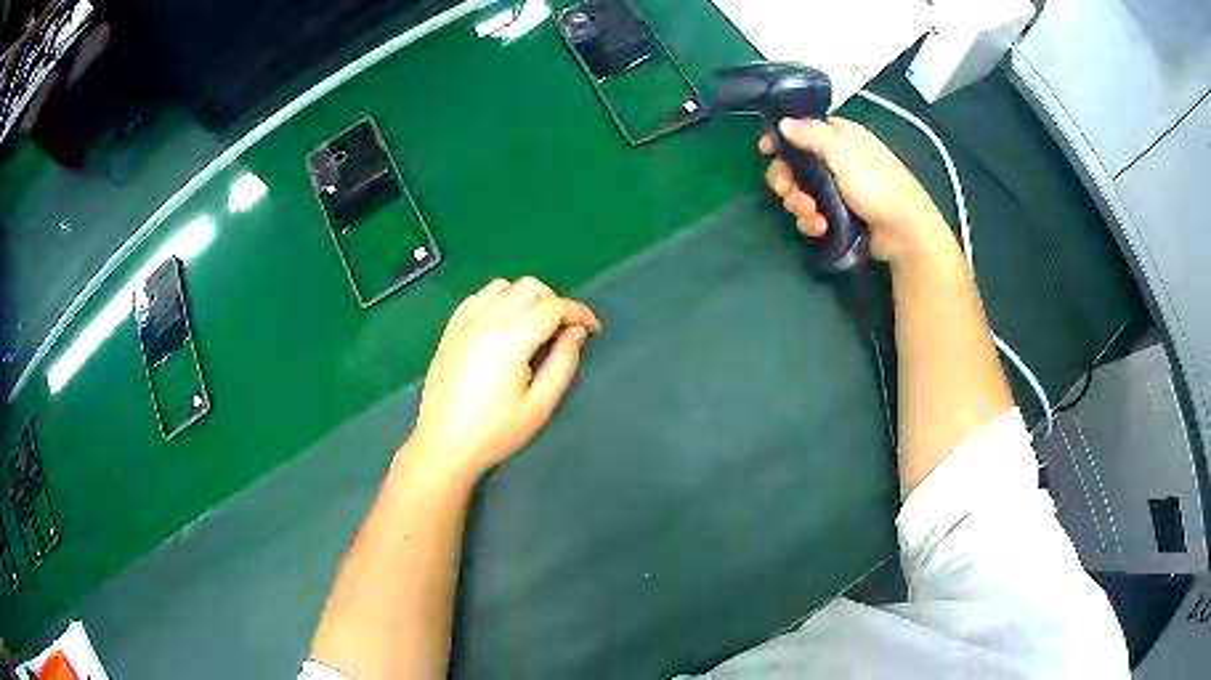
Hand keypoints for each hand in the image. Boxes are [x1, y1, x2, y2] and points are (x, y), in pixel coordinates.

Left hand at [404, 277, 601, 482]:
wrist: (444, 445)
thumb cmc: (495, 432)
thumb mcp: (540, 405)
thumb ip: (563, 363)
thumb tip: (576, 333)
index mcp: (511, 339)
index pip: (553, 306)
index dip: (579, 312)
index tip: (593, 329)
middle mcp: (486, 320)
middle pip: (529, 286)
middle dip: (554, 301)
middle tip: (563, 331)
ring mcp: (464, 322)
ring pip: (502, 286)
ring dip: (524, 297)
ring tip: (533, 326)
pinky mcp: (450, 330)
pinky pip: (477, 297)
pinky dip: (497, 300)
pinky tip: (502, 324)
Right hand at [760, 117, 951, 264]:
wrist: (904, 233)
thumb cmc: (878, 186)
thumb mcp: (844, 154)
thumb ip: (812, 135)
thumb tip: (783, 123)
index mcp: (841, 137)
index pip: (803, 129)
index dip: (783, 138)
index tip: (766, 150)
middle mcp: (837, 160)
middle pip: (796, 164)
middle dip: (787, 179)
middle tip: (787, 191)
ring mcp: (837, 189)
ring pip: (801, 191)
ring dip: (799, 204)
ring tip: (811, 215)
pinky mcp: (838, 215)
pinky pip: (813, 214)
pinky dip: (811, 221)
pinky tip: (820, 228)